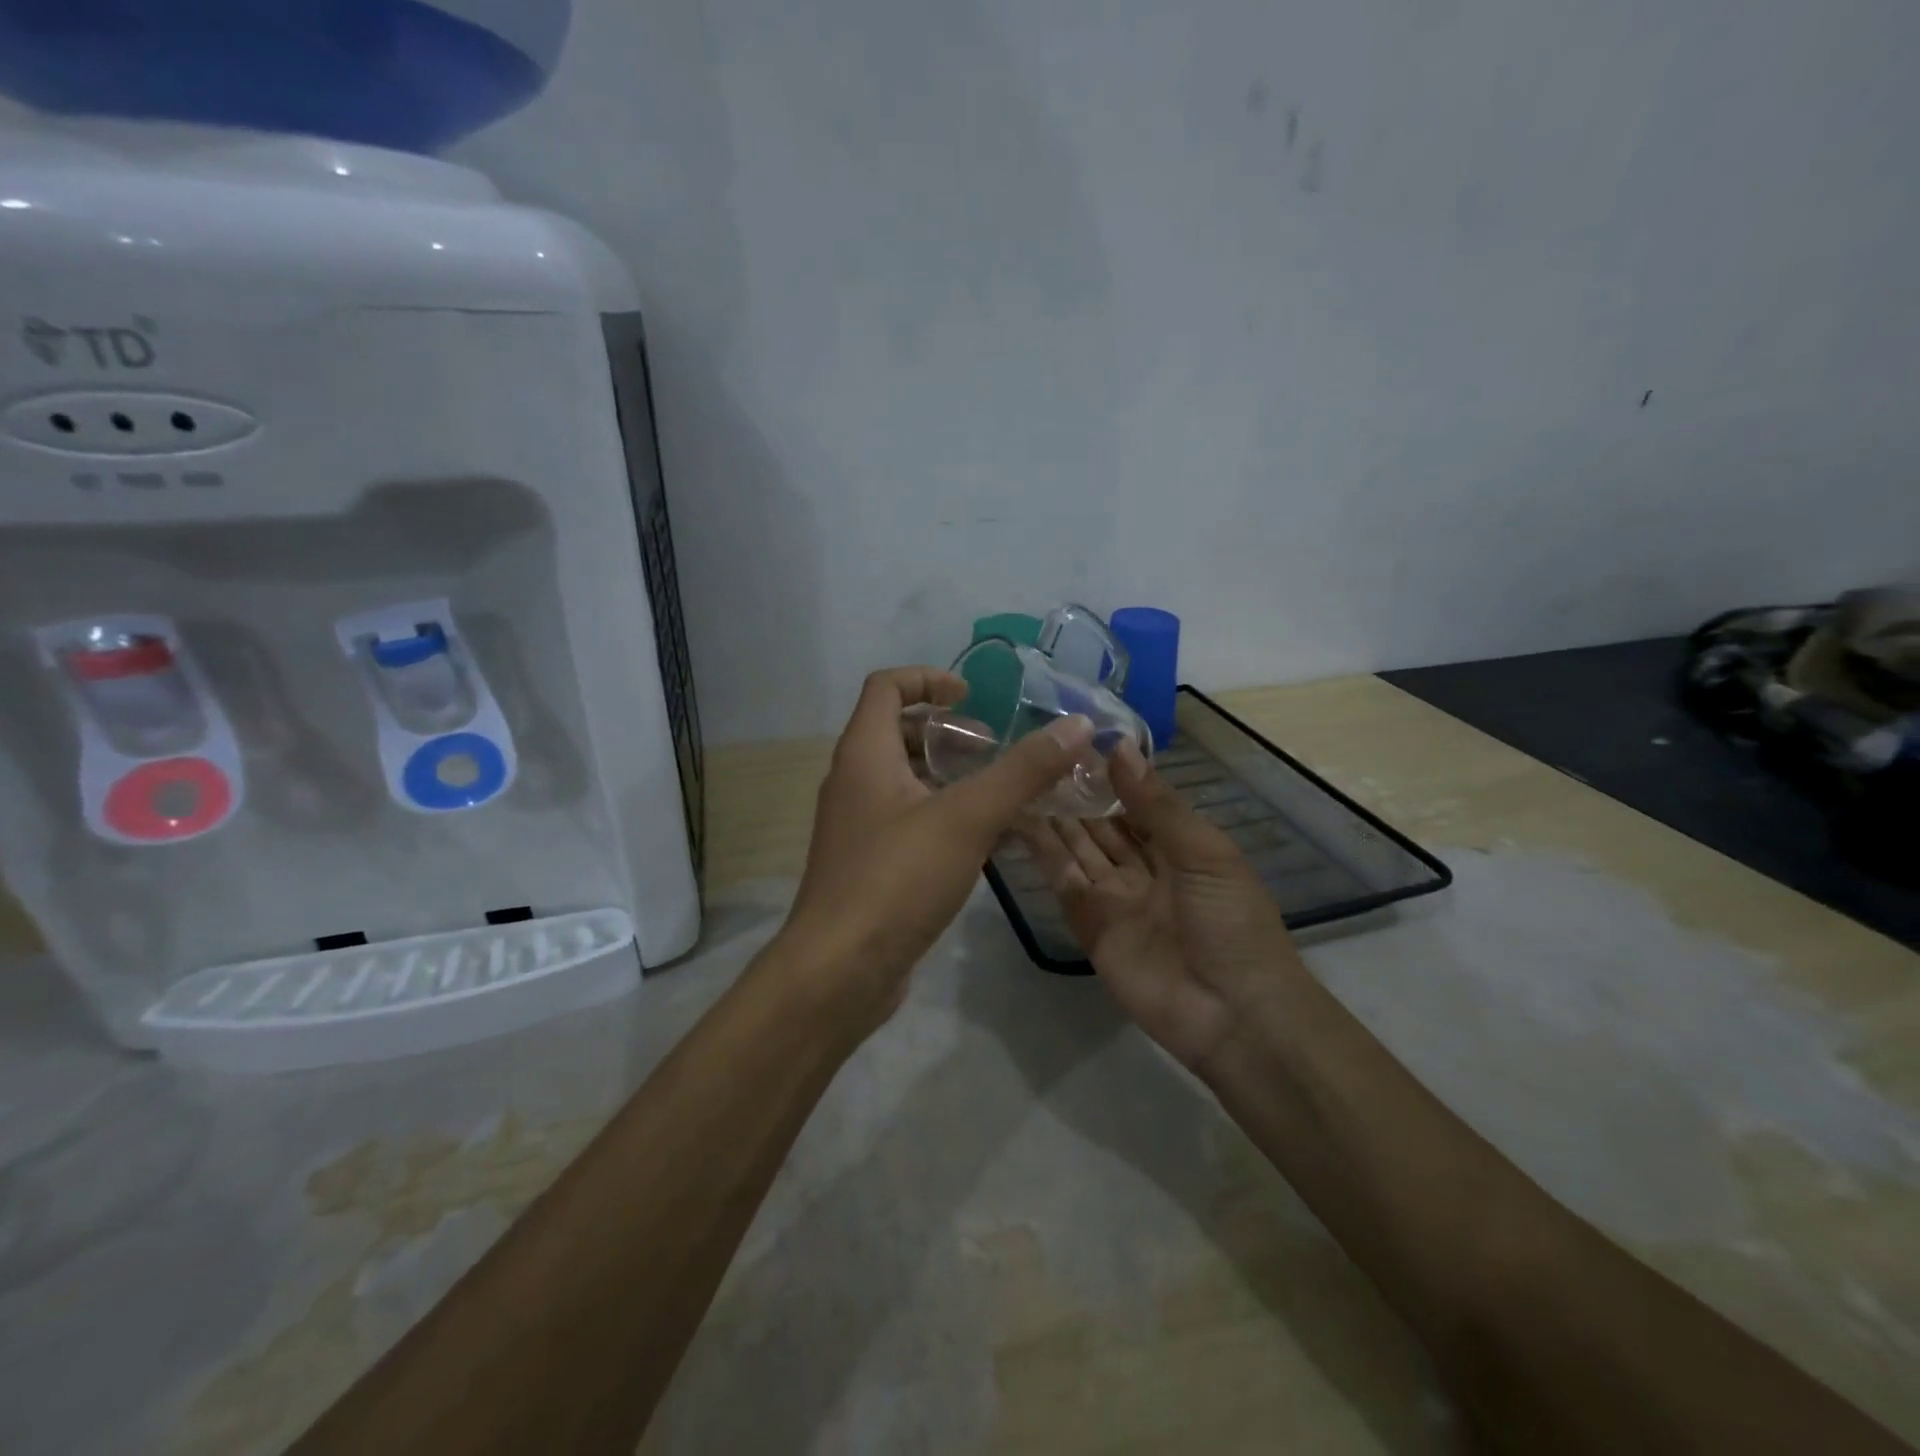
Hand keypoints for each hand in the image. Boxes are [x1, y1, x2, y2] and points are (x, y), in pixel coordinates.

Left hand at [777, 667, 1094, 1029]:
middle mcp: (853, 781)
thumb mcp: (967, 818)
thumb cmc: (896, 880)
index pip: (886, 686)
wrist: (838, 972)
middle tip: (995, 751)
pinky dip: (944, 816)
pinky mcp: (868, 865)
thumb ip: (1023, 771)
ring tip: (1000, 794)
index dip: (929, 679)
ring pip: (906, 781)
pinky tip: (984, 842)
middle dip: (949, 734)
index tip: (973, 698)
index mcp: (863, 753)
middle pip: (897, 732)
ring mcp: (857, 826)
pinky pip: (908, 821)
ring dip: (951, 777)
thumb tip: (1077, 725)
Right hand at [1022, 741, 1304, 1068]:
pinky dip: (1043, 852)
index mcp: (1180, 847)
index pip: (1138, 802)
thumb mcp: (1204, 852)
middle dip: (1077, 792)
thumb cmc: (1230, 921)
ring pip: (1078, 847)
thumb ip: (1157, 804)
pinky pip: (1064, 882)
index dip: (1110, 774)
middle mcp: (1144, 868)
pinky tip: (1018, 818)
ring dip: (1053, 815)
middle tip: (1037, 752)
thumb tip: (1119, 748)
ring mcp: (1114, 897)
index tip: (1075, 739)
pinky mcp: (1089, 925)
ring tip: (1020, 775)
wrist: (1233, 1013)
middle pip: (1103, 824)